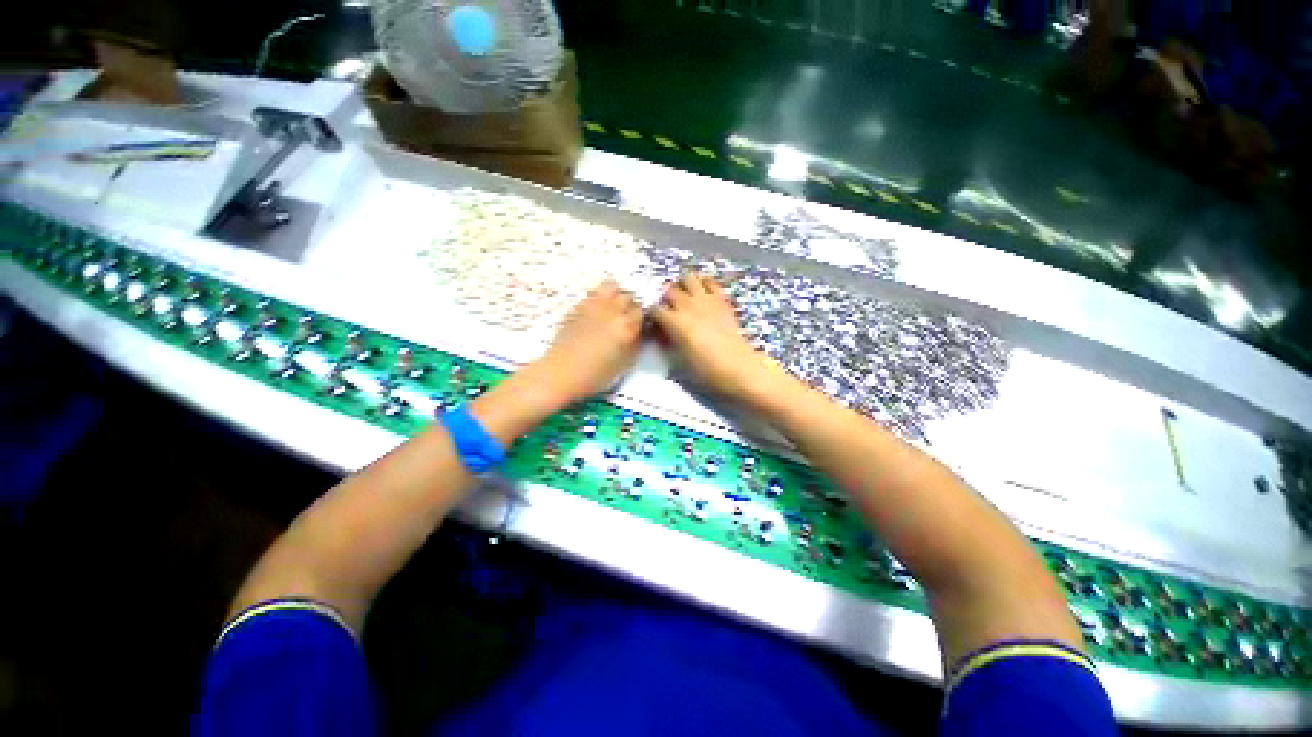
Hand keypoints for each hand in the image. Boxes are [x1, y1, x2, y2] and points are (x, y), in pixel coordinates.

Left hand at [531, 281, 642, 405]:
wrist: (562, 372)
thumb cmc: (597, 374)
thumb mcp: (625, 363)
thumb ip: (636, 343)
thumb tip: (640, 331)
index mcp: (626, 325)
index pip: (642, 311)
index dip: (642, 318)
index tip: (640, 325)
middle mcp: (612, 310)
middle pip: (628, 296)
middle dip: (630, 304)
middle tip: (627, 317)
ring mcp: (593, 305)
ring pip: (611, 287)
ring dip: (615, 294)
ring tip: (613, 308)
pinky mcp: (578, 306)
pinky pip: (594, 294)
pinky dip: (599, 299)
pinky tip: (596, 313)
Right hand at [651, 272, 783, 403]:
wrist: (737, 367)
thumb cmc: (705, 370)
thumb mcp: (678, 361)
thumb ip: (667, 343)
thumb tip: (663, 335)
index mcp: (674, 322)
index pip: (654, 310)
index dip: (653, 317)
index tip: (656, 326)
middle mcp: (687, 305)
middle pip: (669, 291)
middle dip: (666, 300)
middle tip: (669, 311)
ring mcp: (706, 299)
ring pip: (687, 278)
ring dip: (682, 286)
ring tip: (684, 298)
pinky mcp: (721, 299)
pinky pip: (709, 281)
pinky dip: (703, 284)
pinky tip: (702, 295)